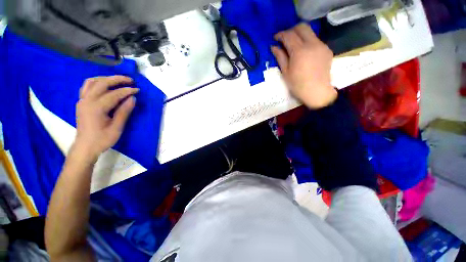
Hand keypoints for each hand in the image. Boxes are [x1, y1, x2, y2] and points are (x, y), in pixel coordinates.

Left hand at [74, 76, 138, 161]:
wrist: (85, 147)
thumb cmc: (102, 139)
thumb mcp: (117, 127)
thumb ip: (124, 111)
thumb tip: (132, 98)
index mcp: (96, 108)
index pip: (114, 94)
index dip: (127, 91)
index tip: (137, 90)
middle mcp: (87, 100)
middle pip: (102, 83)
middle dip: (117, 79)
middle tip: (130, 80)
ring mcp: (82, 100)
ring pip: (92, 82)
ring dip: (105, 79)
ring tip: (117, 80)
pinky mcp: (81, 102)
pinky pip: (87, 87)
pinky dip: (97, 83)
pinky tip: (105, 85)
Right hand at [271, 23, 336, 108]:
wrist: (317, 92)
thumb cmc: (298, 85)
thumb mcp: (285, 72)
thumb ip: (280, 57)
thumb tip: (274, 47)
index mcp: (299, 51)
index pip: (289, 35)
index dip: (280, 35)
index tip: (275, 38)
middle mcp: (312, 44)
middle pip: (302, 27)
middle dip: (291, 30)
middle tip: (285, 39)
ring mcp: (321, 46)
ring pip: (310, 32)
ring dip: (300, 35)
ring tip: (293, 45)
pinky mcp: (327, 50)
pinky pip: (316, 40)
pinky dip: (307, 42)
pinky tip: (304, 52)